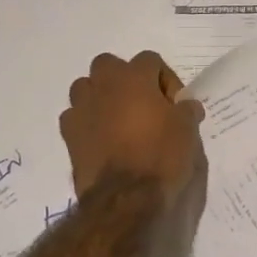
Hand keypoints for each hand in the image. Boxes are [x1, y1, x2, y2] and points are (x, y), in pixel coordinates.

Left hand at [60, 51, 204, 207]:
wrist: (125, 197)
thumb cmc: (161, 155)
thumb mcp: (187, 130)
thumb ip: (186, 111)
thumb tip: (186, 106)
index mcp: (134, 77)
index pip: (150, 59)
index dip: (165, 79)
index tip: (174, 104)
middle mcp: (104, 85)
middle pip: (110, 64)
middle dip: (124, 78)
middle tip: (142, 104)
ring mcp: (81, 108)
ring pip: (86, 87)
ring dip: (101, 96)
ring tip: (118, 119)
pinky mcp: (68, 134)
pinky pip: (75, 116)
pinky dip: (87, 121)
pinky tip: (101, 139)